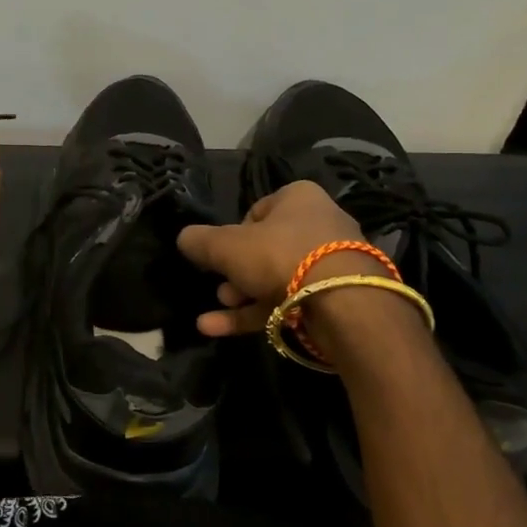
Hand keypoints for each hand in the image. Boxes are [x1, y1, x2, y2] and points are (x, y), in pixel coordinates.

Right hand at [176, 180, 371, 337]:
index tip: (220, 254)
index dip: (232, 234)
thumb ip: (200, 241)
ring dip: (241, 296)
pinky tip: (217, 329)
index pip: (256, 211)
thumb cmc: (281, 256)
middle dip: (235, 272)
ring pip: (276, 278)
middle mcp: (319, 223)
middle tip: (219, 288)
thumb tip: (183, 238)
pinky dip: (254, 314)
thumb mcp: (227, 246)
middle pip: (265, 248)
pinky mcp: (336, 298)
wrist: (343, 303)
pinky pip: (288, 302)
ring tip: (215, 312)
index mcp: (298, 198)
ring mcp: (331, 263)